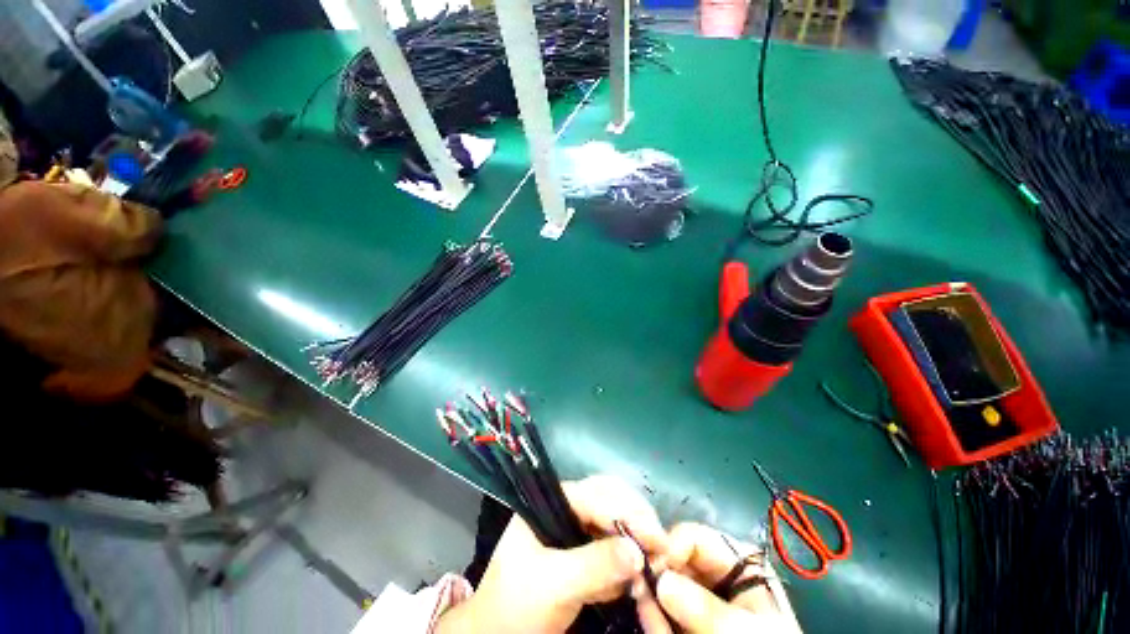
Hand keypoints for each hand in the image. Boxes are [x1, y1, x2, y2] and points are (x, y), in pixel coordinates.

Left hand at [436, 476, 668, 633]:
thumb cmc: (515, 606)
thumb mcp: (552, 585)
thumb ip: (594, 565)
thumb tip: (640, 551)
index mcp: (552, 503)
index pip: (595, 495)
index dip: (627, 512)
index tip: (657, 538)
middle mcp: (566, 510)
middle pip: (609, 501)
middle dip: (636, 521)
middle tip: (662, 547)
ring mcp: (575, 533)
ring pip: (614, 524)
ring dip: (636, 541)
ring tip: (656, 562)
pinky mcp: (583, 557)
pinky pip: (612, 551)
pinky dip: (628, 563)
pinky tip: (639, 578)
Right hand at [648, 523, 801, 633]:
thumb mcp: (743, 630)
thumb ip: (705, 607)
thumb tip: (660, 579)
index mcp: (738, 562)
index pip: (694, 537)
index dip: (670, 547)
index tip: (652, 567)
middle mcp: (716, 574)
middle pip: (676, 560)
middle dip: (656, 575)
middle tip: (639, 589)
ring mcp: (701, 599)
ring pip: (666, 587)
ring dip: (651, 598)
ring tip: (642, 609)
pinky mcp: (689, 622)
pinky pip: (666, 613)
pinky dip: (655, 618)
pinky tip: (650, 623)